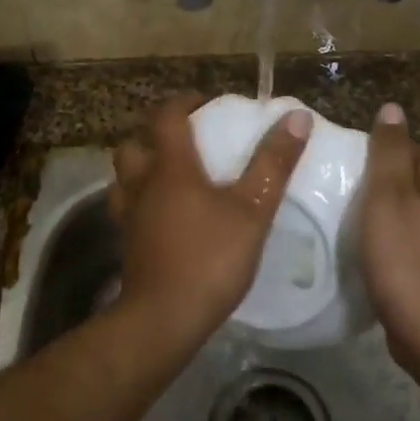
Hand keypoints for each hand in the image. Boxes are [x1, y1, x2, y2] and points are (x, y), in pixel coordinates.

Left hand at [109, 94, 311, 331]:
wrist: (164, 318)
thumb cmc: (210, 258)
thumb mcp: (253, 210)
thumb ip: (273, 163)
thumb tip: (296, 117)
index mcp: (170, 167)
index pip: (166, 117)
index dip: (182, 102)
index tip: (203, 102)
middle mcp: (142, 184)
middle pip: (133, 144)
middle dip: (152, 133)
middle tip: (181, 138)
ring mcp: (129, 215)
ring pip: (123, 176)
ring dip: (140, 165)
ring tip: (167, 173)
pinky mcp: (127, 243)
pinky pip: (126, 207)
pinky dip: (139, 198)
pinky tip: (160, 213)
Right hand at [359, 103, 419, 373]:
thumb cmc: (404, 256)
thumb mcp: (388, 194)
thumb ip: (388, 149)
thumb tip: (392, 108)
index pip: (400, 147)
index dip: (369, 157)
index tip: (341, 173)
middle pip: (402, 177)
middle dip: (372, 184)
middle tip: (336, 195)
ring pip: (402, 207)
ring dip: (376, 212)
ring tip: (343, 220)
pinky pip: (404, 235)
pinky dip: (385, 237)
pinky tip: (363, 248)